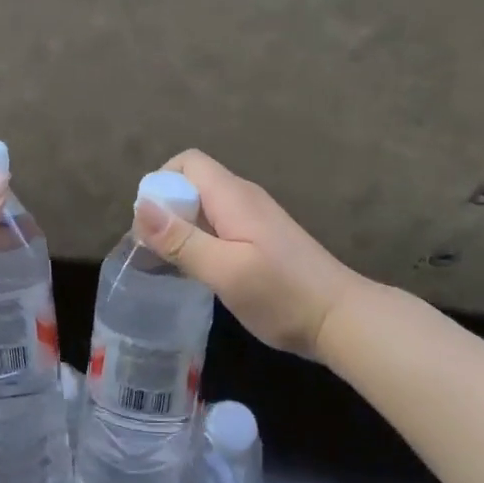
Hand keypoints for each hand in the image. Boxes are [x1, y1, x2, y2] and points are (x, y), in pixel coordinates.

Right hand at [134, 150, 363, 360]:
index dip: (161, 183)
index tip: (150, 223)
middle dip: (167, 208)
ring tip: (171, 264)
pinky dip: (201, 240)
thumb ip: (182, 239)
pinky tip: (200, 271)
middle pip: (193, 183)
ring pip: (205, 206)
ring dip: (182, 227)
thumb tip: (140, 206)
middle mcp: (243, 198)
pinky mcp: (261, 239)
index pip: (187, 162)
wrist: (343, 320)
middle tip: (155, 250)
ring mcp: (255, 218)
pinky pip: (219, 225)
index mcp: (233, 196)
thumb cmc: (282, 295)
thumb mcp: (224, 271)